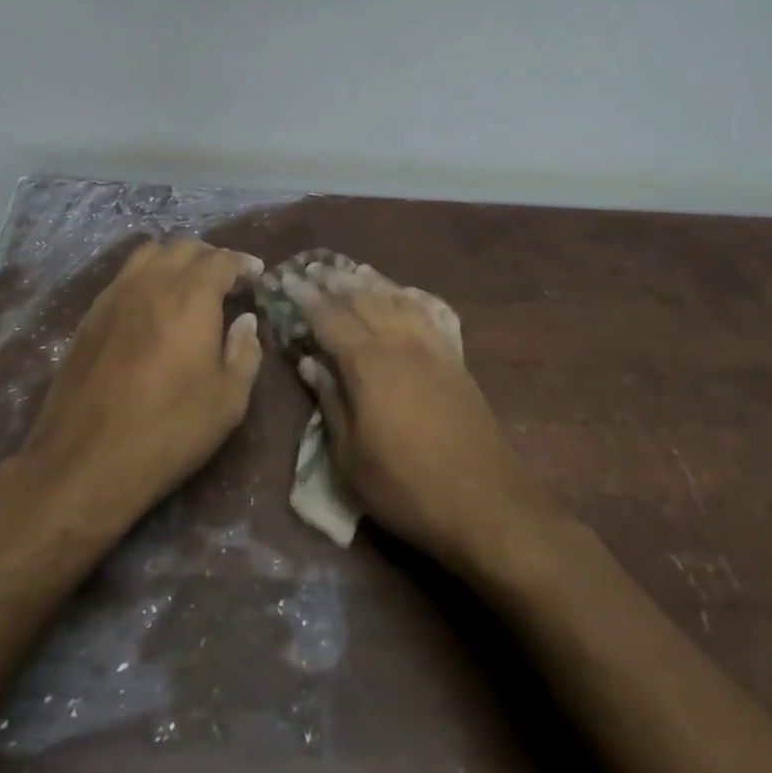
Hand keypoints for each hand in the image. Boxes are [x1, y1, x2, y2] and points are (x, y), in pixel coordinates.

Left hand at [19, 237, 264, 526]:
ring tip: (187, 284)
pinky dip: (145, 276)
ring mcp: (114, 296)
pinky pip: (123, 277)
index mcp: (190, 297)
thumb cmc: (169, 430)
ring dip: (174, 259)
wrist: (85, 461)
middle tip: (227, 279)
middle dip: (211, 256)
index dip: (243, 262)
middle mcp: (151, 283)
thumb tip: (245, 322)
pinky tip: (151, 305)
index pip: (221, 260)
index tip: (256, 273)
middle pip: (183, 247)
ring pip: (148, 254)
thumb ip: (244, 353)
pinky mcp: (89, 317)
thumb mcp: (228, 401)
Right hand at [282, 261, 539, 568]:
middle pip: (363, 299)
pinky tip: (404, 293)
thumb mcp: (351, 456)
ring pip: (397, 300)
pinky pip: (430, 314)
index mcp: (367, 363)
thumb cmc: (405, 486)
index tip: (287, 280)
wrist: (484, 504)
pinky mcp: (456, 360)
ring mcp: (432, 348)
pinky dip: (411, 297)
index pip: (329, 318)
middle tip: (314, 268)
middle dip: (336, 282)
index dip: (306, 298)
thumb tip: (310, 361)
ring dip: (372, 282)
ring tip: (353, 271)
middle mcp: (399, 343)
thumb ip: (330, 401)